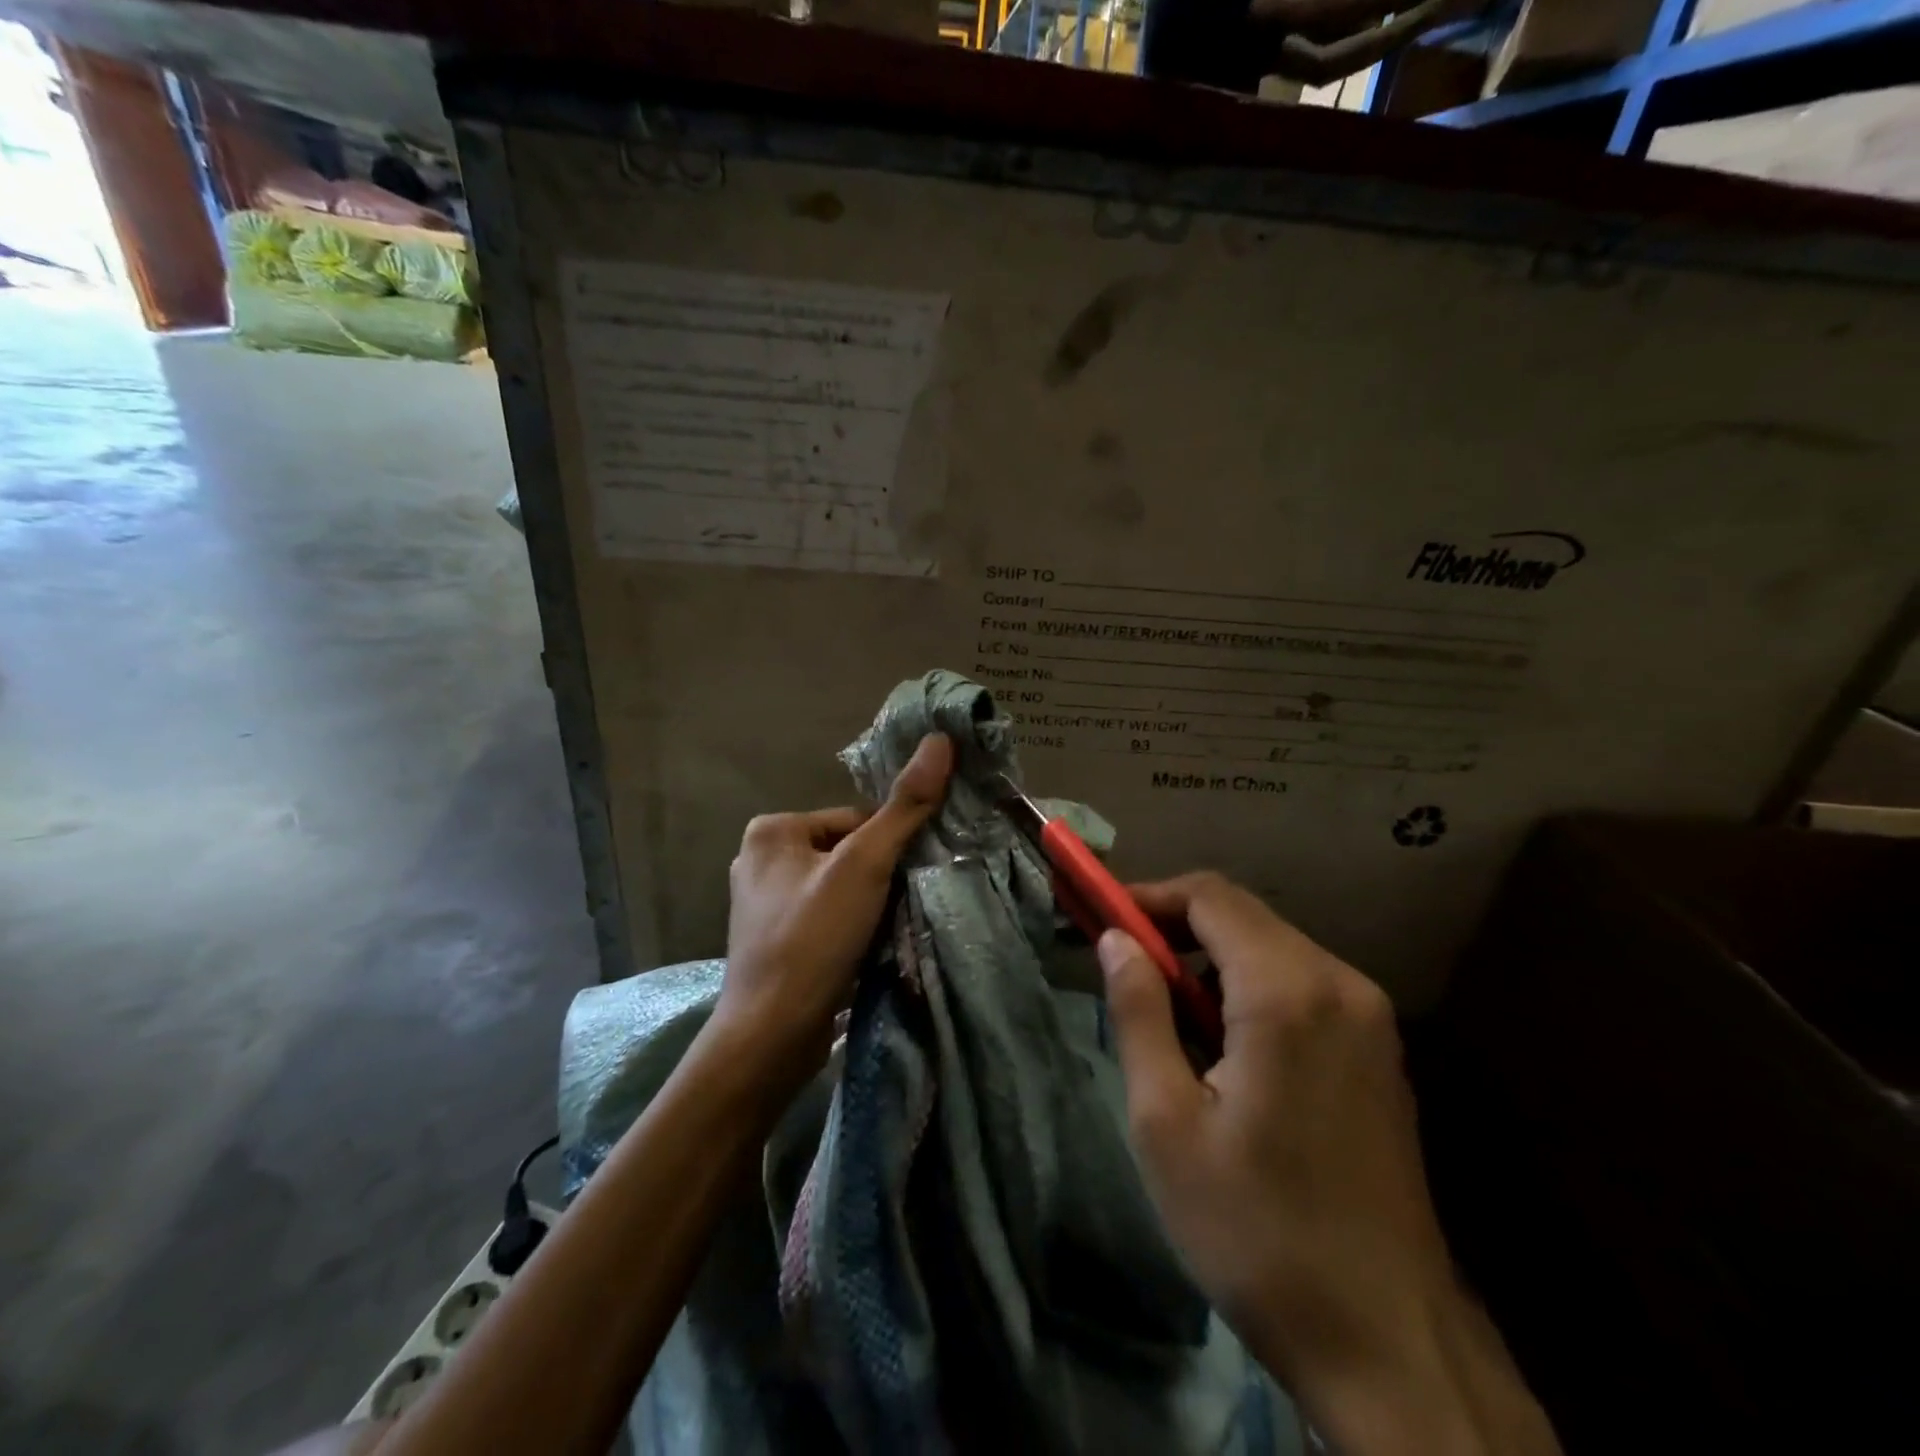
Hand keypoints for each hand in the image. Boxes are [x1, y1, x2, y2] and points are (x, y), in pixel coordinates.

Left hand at [714, 733, 953, 1102]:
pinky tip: (862, 954)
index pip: (855, 820)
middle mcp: (760, 859)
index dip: (888, 849)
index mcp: (772, 829)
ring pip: (841, 888)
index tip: (900, 884)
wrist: (770, 1038)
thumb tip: (940, 740)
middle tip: (894, 912)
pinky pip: (826, 918)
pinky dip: (850, 931)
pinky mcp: (773, 942)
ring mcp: (764, 905)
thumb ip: (905, 806)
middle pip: (849, 854)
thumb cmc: (812, 939)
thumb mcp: (864, 866)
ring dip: (869, 907)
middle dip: (879, 880)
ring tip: (880, 936)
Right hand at [1098, 873, 1556, 1453]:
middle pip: (1242, 916)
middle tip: (1121, 966)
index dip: (1148, 896)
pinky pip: (1302, 985)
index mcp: (1287, 992)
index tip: (1100, 918)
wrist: (1388, 1344)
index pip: (1209, 896)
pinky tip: (1224, 1046)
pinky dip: (1249, 988)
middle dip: (1175, 927)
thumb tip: (1115, 940)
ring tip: (1164, 1014)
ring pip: (1272, 948)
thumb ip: (1138, 1012)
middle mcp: (1339, 984)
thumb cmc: (1256, 1230)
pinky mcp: (1379, 1050)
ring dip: (1210, 961)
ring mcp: (1370, 1017)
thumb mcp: (1166, 1123)